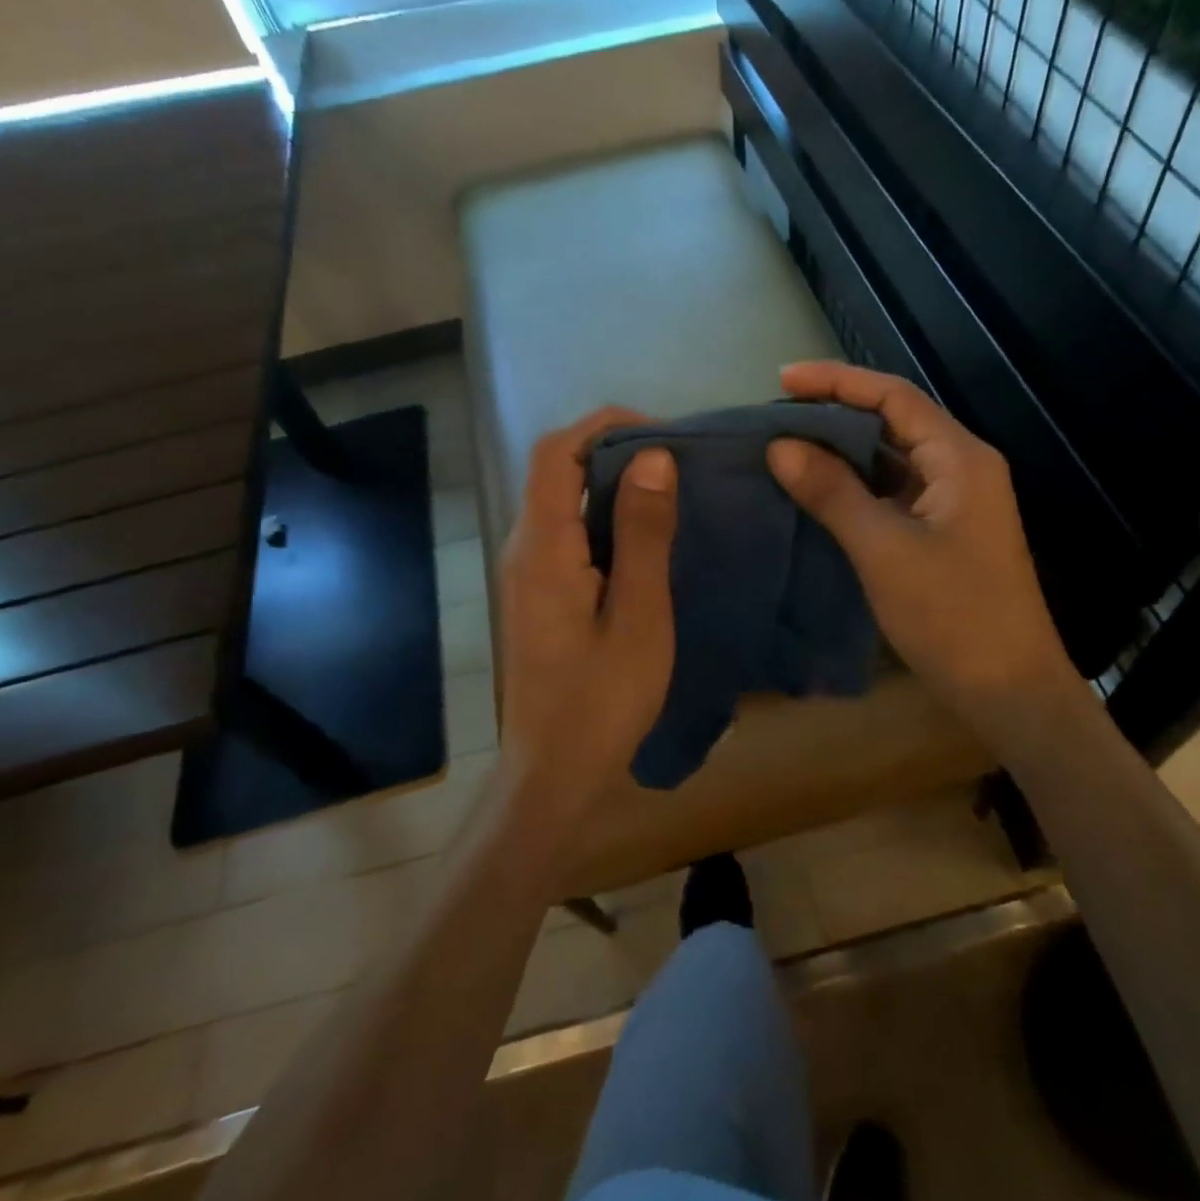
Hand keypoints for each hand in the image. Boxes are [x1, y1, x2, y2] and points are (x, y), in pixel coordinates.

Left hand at [496, 408, 677, 829]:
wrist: (554, 773)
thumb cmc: (602, 700)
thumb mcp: (639, 615)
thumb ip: (644, 534)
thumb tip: (654, 458)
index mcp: (542, 547)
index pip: (556, 453)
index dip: (604, 427)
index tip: (662, 433)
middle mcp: (523, 548)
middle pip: (556, 470)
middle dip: (612, 450)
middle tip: (676, 462)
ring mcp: (526, 572)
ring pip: (562, 501)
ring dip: (610, 484)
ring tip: (669, 491)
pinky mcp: (537, 593)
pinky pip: (568, 533)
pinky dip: (604, 518)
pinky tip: (645, 537)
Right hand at [767, 362, 1070, 722]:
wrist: (1011, 693)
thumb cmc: (952, 616)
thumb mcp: (883, 550)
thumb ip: (832, 492)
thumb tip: (779, 445)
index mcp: (959, 458)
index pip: (894, 396)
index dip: (837, 381)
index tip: (781, 380)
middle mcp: (961, 467)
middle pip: (893, 421)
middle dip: (835, 413)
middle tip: (776, 417)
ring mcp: (954, 501)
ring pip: (891, 458)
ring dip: (842, 450)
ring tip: (786, 447)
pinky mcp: (943, 531)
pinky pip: (893, 491)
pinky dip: (855, 485)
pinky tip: (817, 490)